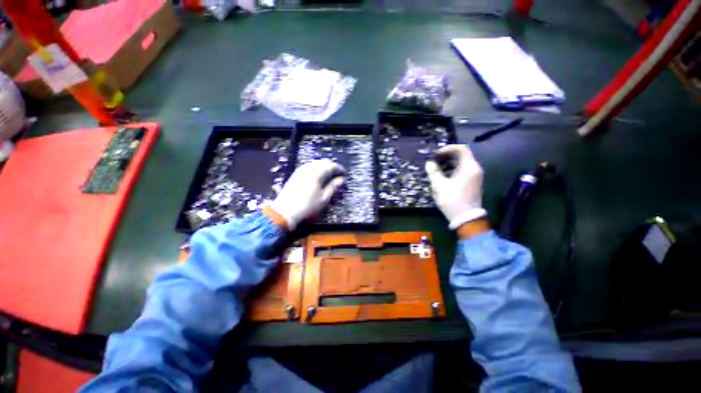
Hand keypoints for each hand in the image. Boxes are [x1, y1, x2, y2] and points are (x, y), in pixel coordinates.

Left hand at [269, 159, 345, 229]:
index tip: (344, 174)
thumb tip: (342, 179)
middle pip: (323, 162)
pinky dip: (316, 169)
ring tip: (329, 176)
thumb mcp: (324, 198)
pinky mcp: (295, 174)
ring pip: (315, 163)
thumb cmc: (307, 206)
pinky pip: (309, 167)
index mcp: (316, 173)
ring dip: (324, 168)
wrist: (285, 212)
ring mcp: (300, 170)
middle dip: (332, 167)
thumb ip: (334, 186)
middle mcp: (308, 168)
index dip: (340, 169)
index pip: (331, 165)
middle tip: (338, 175)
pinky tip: (318, 177)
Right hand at [425, 145, 486, 229]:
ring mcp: (475, 176)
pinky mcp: (472, 183)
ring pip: (461, 163)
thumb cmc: (452, 200)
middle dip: (446, 156)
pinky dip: (452, 170)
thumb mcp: (439, 185)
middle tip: (433, 161)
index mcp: (469, 167)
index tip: (435, 155)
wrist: (466, 218)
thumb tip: (429, 163)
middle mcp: (475, 169)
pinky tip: (442, 176)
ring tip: (436, 168)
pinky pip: (462, 171)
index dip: (447, 149)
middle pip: (461, 155)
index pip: (460, 149)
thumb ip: (433, 172)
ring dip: (448, 163)